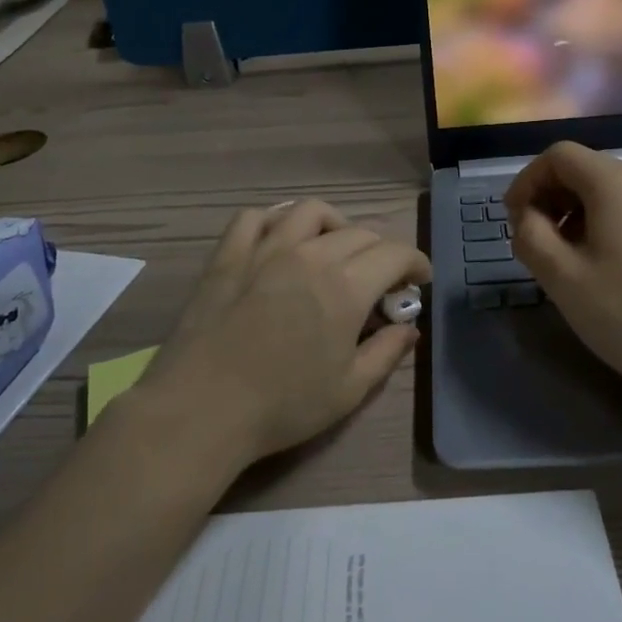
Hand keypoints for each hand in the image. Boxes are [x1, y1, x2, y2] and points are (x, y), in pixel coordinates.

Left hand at [141, 200, 430, 465]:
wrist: (201, 409)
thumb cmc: (282, 406)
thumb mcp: (349, 390)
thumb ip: (386, 353)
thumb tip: (410, 328)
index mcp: (346, 286)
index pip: (395, 253)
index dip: (416, 263)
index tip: (419, 280)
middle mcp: (310, 254)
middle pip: (359, 233)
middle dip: (381, 252)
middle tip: (379, 281)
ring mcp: (265, 249)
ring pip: (310, 212)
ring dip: (334, 225)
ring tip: (334, 248)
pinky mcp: (228, 254)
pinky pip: (255, 217)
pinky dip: (275, 221)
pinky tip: (280, 240)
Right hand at [506, 142, 621, 404]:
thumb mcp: (563, 279)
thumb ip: (531, 236)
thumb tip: (527, 218)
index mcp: (616, 183)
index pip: (559, 155)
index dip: (527, 181)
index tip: (515, 220)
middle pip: (587, 169)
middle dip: (552, 198)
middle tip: (538, 242)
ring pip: (613, 191)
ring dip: (580, 214)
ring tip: (571, 260)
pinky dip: (611, 225)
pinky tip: (611, 269)